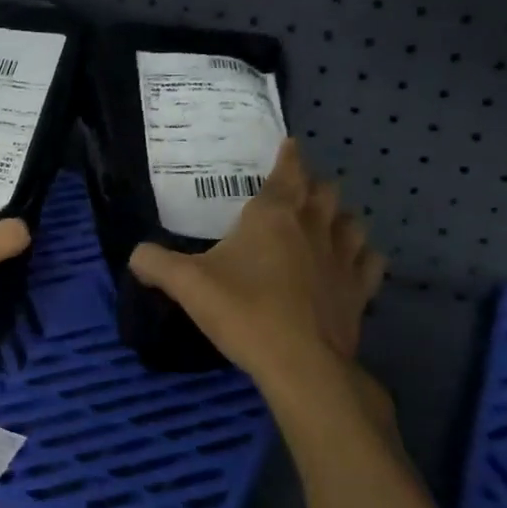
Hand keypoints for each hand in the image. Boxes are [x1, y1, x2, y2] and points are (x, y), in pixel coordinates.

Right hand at [128, 138, 384, 390]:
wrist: (299, 362)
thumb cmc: (242, 311)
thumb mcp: (186, 284)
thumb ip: (155, 263)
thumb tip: (136, 255)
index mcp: (273, 215)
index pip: (287, 171)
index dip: (288, 156)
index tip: (290, 145)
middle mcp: (314, 226)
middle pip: (325, 191)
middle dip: (313, 186)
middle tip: (299, 192)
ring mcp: (344, 257)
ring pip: (352, 221)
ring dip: (340, 217)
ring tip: (327, 224)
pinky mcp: (360, 289)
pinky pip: (370, 261)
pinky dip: (363, 256)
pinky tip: (352, 264)